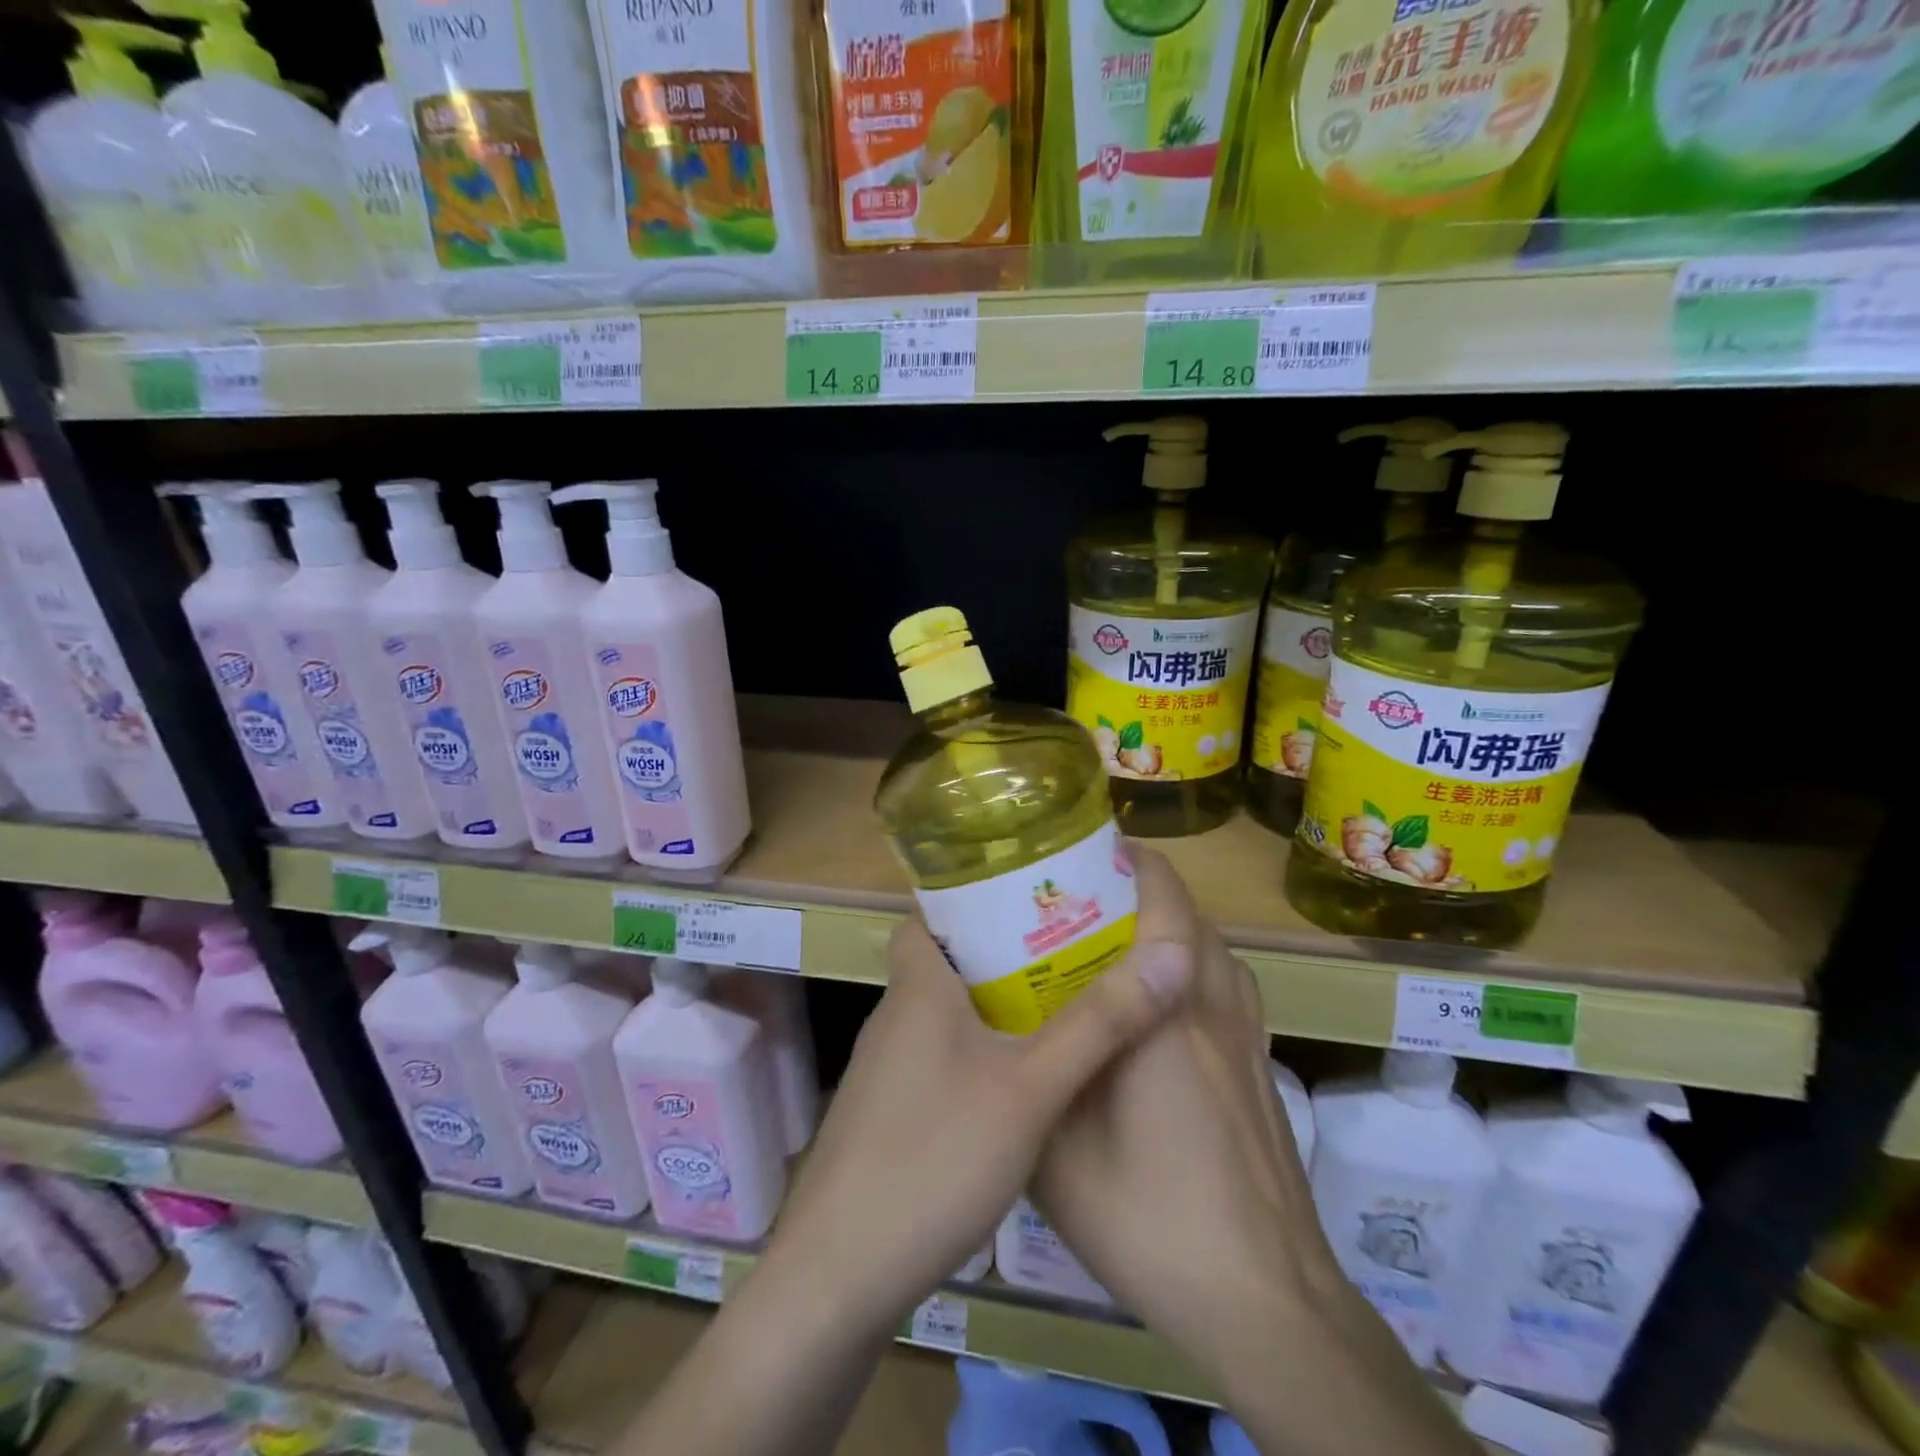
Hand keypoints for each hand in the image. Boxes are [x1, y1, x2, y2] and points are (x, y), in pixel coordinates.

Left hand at [763, 908, 1195, 1336]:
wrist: (839, 1277)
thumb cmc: (935, 1158)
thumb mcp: (1030, 1089)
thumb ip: (1099, 1024)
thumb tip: (1168, 955)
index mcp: (917, 988)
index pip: (930, 914)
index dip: (972, 898)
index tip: (1031, 897)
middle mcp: (895, 1017)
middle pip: (947, 961)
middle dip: (1003, 951)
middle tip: (1067, 949)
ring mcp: (885, 1070)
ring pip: (945, 1013)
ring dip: (993, 1005)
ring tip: (1058, 1004)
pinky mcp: (886, 1116)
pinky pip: (939, 1059)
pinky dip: (978, 1053)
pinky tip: (1019, 1083)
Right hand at [1031, 845, 1342, 1359]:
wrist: (1265, 1299)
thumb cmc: (1151, 1219)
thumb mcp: (1058, 1156)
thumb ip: (1033, 1083)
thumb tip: (999, 1040)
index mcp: (1165, 1017)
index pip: (1167, 906)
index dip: (1137, 865)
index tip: (1093, 851)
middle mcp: (1214, 1011)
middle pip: (1193, 918)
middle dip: (1147, 890)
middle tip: (1087, 897)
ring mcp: (1248, 1039)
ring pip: (1217, 950)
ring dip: (1176, 926)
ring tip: (1121, 938)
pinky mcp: (1262, 1069)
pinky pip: (1230, 987)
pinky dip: (1198, 967)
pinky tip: (1161, 1005)